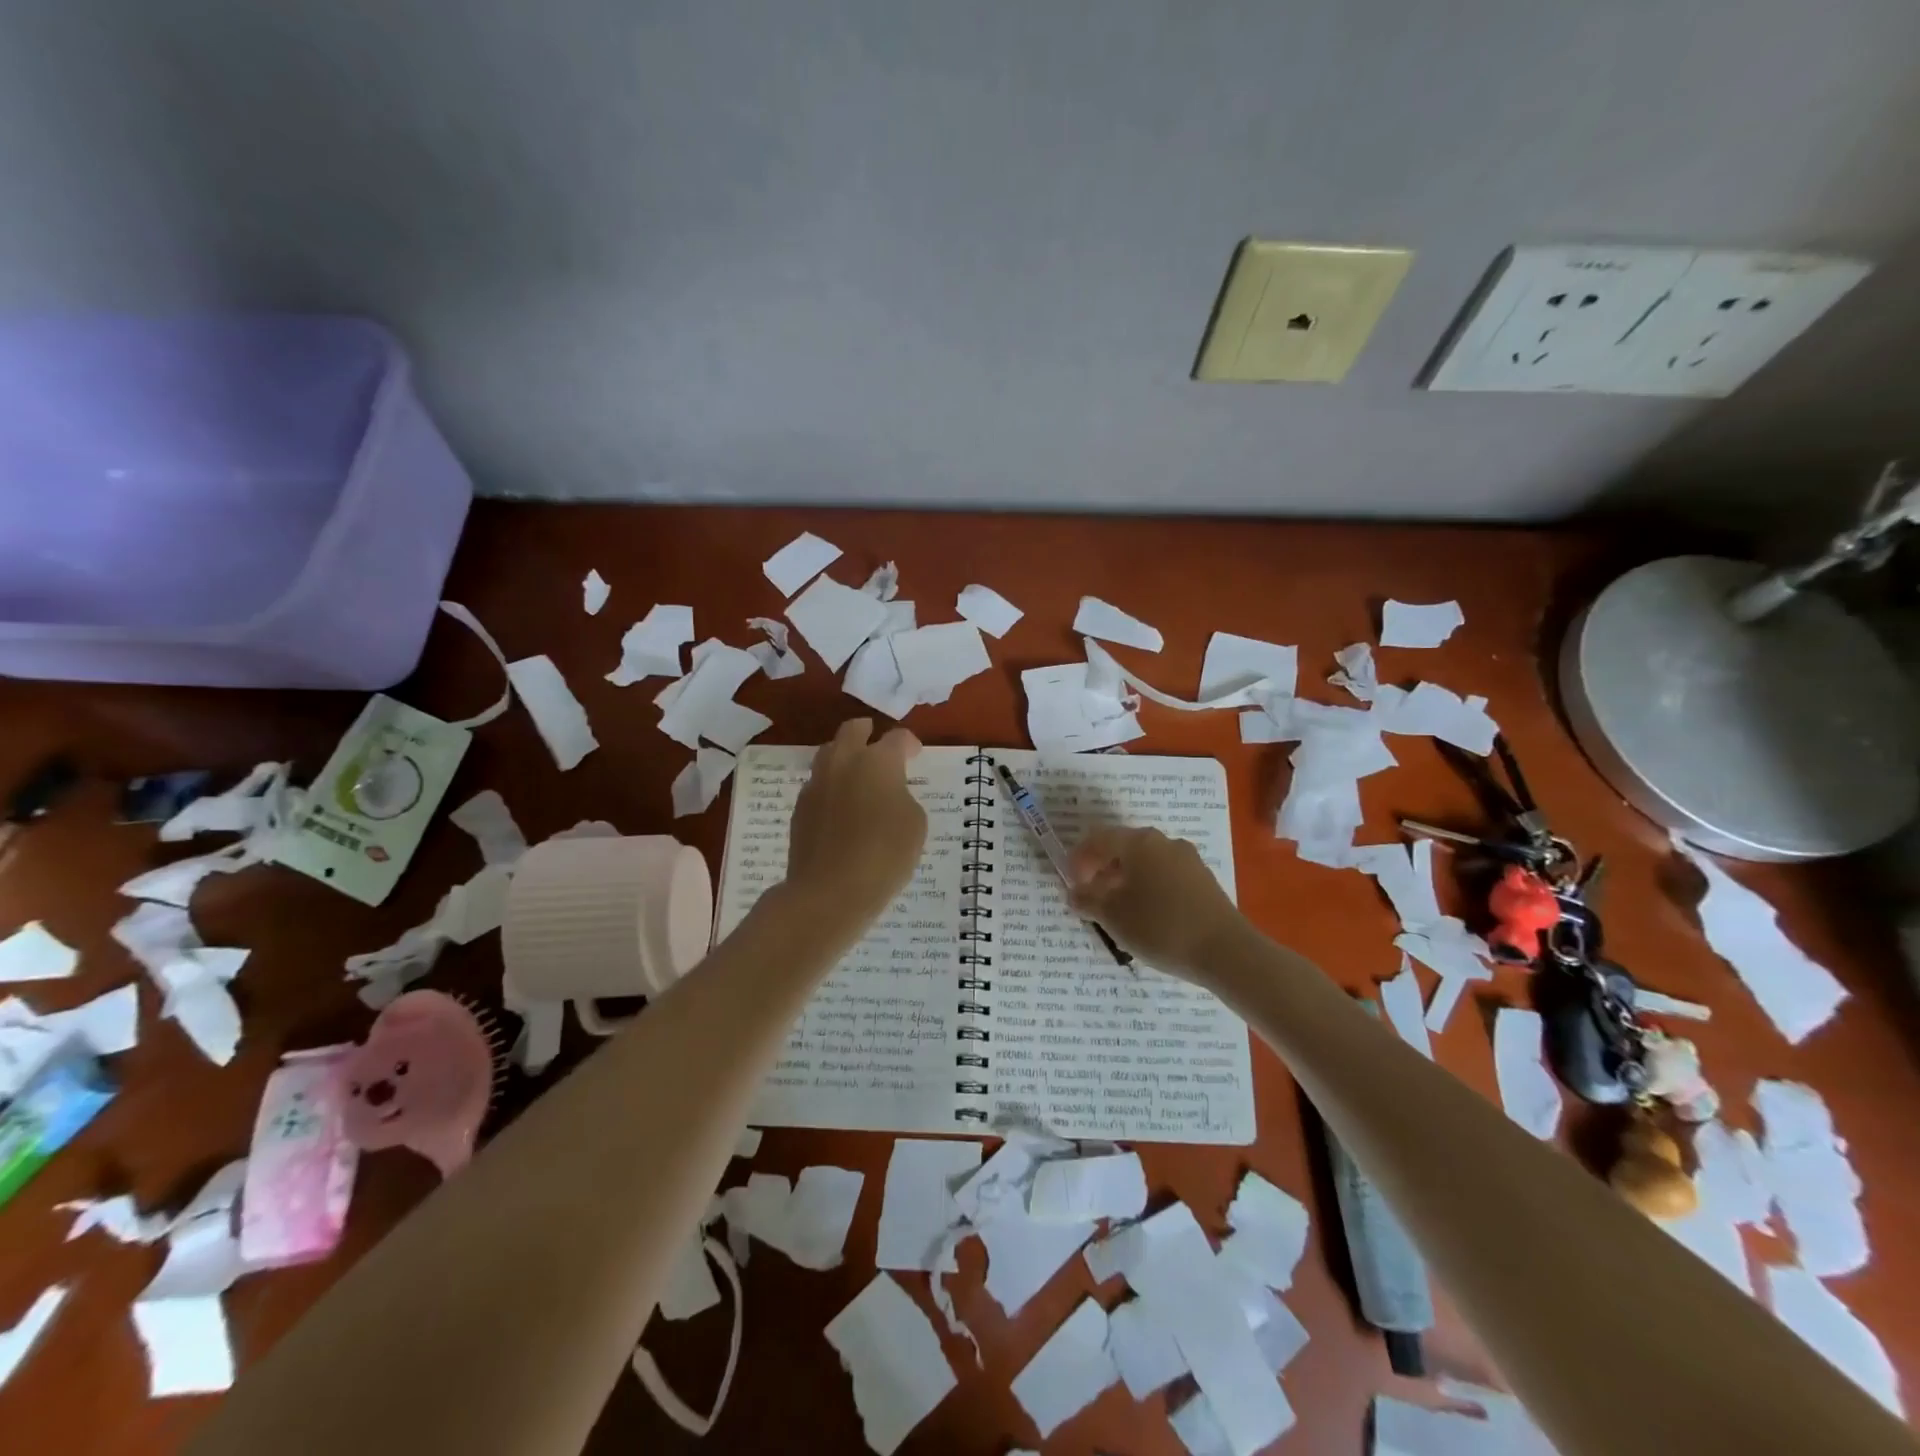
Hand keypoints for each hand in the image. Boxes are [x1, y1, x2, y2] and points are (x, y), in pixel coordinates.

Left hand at [785, 719, 927, 929]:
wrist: (830, 892)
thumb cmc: (884, 856)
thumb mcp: (914, 825)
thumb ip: (903, 798)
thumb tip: (888, 795)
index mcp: (878, 761)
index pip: (897, 738)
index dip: (909, 744)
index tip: (915, 754)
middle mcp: (844, 762)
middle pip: (853, 730)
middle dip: (867, 732)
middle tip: (878, 743)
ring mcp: (817, 784)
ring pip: (830, 754)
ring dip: (845, 757)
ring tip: (858, 775)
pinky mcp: (800, 808)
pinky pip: (819, 785)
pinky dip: (833, 787)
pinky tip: (842, 807)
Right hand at [1068, 826, 1244, 976]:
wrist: (1225, 951)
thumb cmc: (1160, 927)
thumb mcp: (1113, 916)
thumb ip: (1087, 900)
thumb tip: (1074, 892)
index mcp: (1138, 842)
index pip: (1098, 839)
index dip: (1078, 860)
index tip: (1071, 885)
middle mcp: (1163, 842)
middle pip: (1123, 848)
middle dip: (1102, 870)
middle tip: (1091, 898)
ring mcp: (1187, 859)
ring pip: (1145, 862)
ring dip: (1125, 880)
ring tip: (1118, 910)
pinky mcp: (1203, 879)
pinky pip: (1165, 875)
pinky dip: (1148, 887)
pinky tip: (1147, 915)